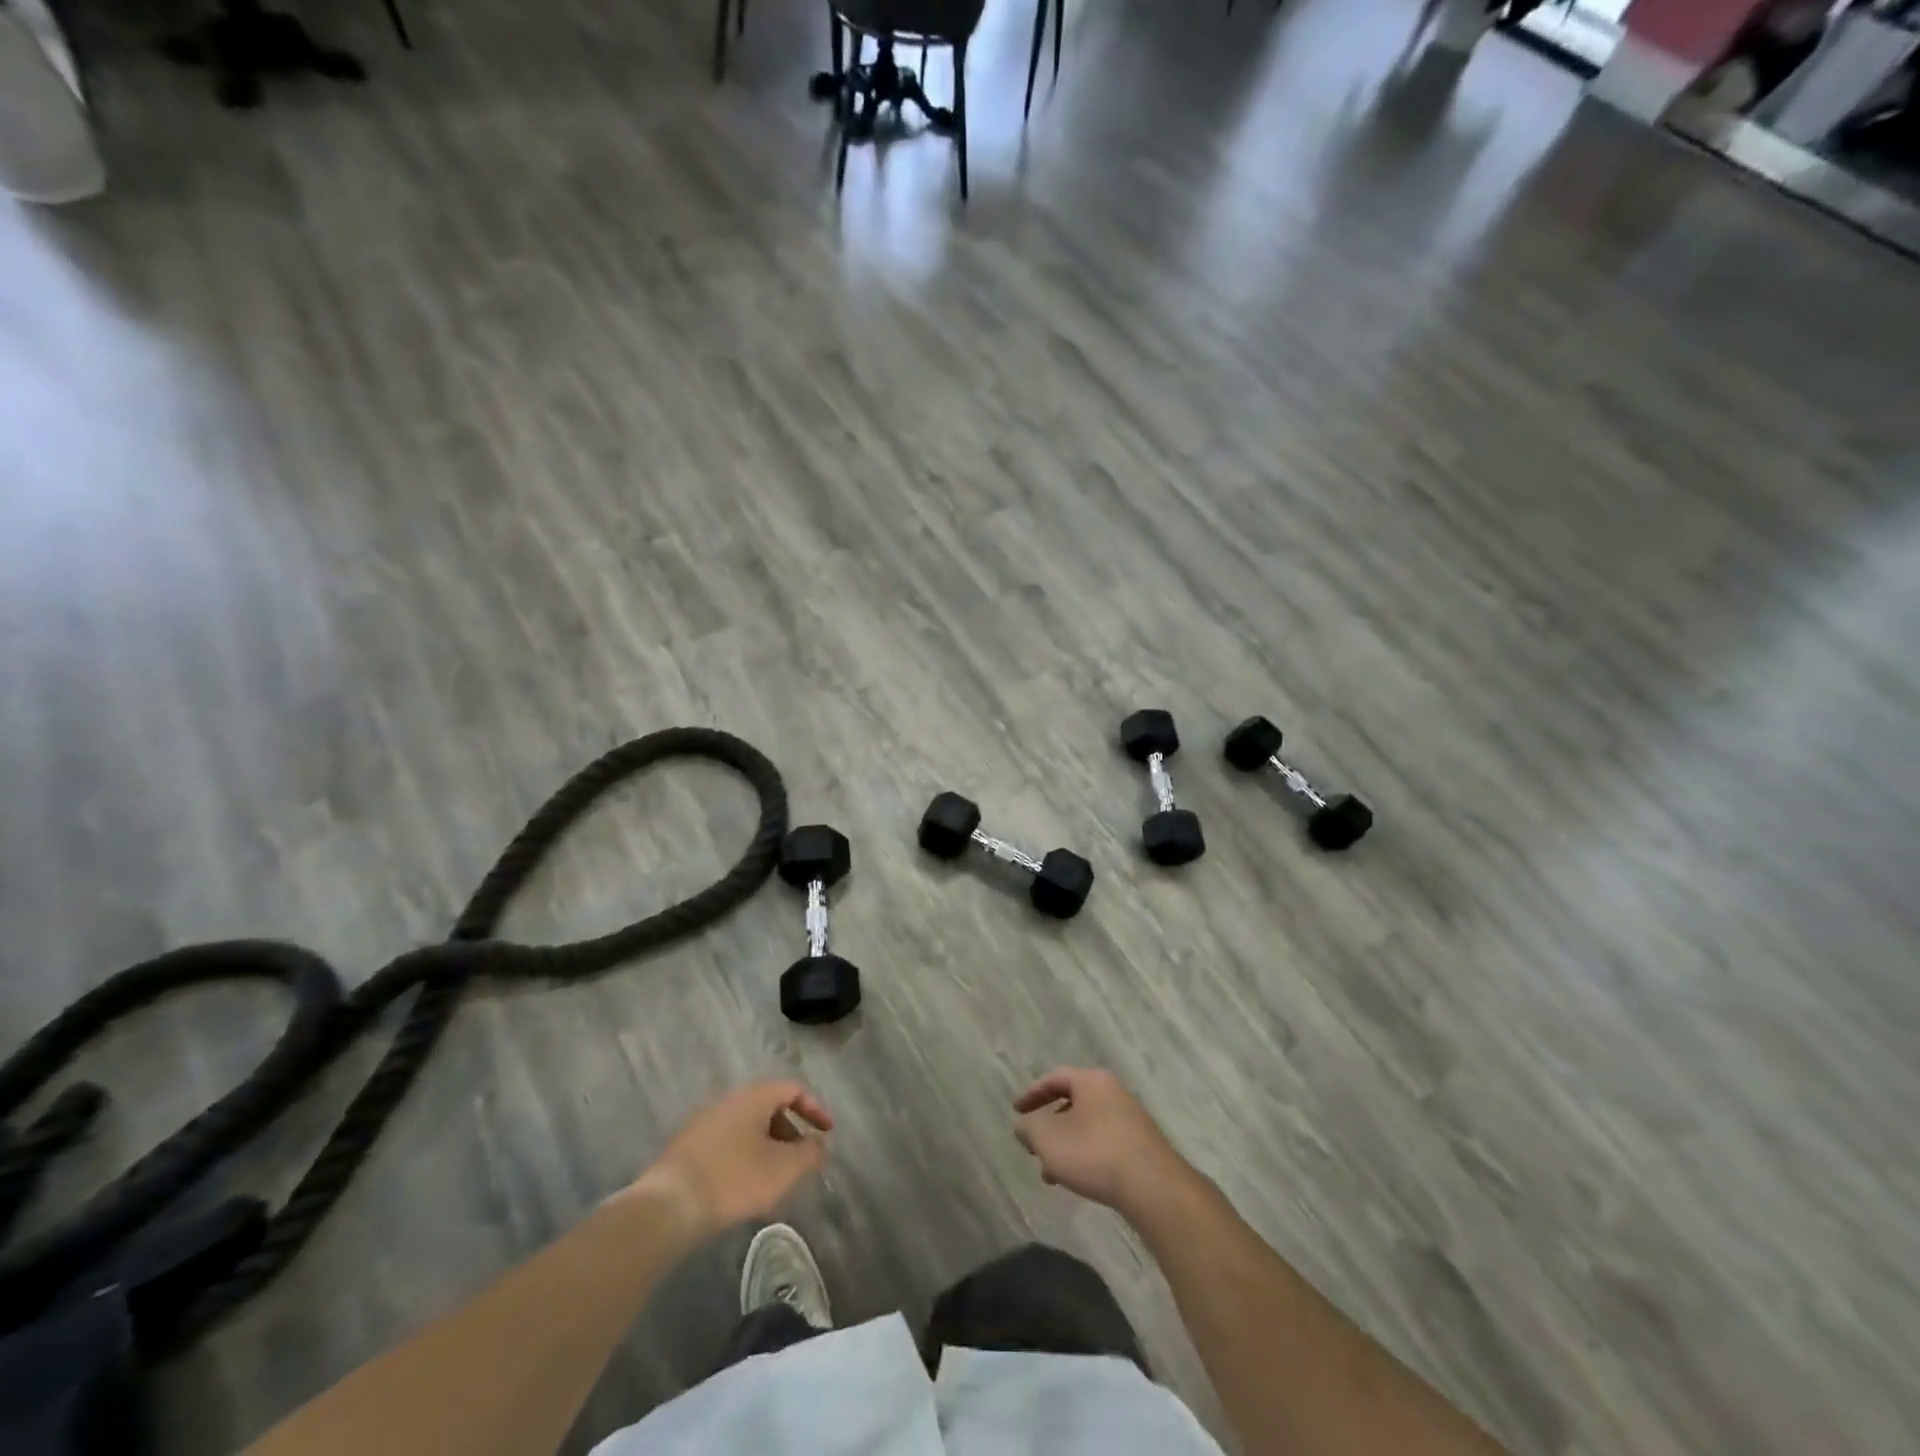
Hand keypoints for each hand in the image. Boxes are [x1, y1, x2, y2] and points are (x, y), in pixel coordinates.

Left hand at [637, 1080, 832, 1235]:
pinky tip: (743, 1186)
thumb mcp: (783, 1170)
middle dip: (790, 1131)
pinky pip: (727, 1142)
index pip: (793, 1089)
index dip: (815, 1108)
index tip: (827, 1133)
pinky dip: (744, 1156)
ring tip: (774, 1178)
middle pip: (769, 1106)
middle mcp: (728, 1099)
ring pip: (747, 1126)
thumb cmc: (733, 1179)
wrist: (667, 1205)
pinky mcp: (687, 1146)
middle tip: (801, 1158)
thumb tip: (821, 1145)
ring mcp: (704, 1121)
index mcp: (754, 1096)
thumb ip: (810, 1154)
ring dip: (767, 1146)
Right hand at [1013, 1067, 1190, 1215]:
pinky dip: (1085, 1155)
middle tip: (1034, 1146)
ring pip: (1087, 1126)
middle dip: (1049, 1125)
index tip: (1016, 1111)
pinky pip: (1103, 1142)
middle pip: (1072, 1102)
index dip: (1032, 1094)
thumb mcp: (1048, 1140)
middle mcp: (1113, 1092)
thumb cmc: (1094, 1153)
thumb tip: (1023, 1125)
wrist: (1153, 1187)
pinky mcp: (1141, 1145)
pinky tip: (1079, 1180)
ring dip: (1066, 1145)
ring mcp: (1130, 1119)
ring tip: (1051, 1173)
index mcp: (1091, 1081)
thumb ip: (1029, 1128)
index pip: (1055, 1078)